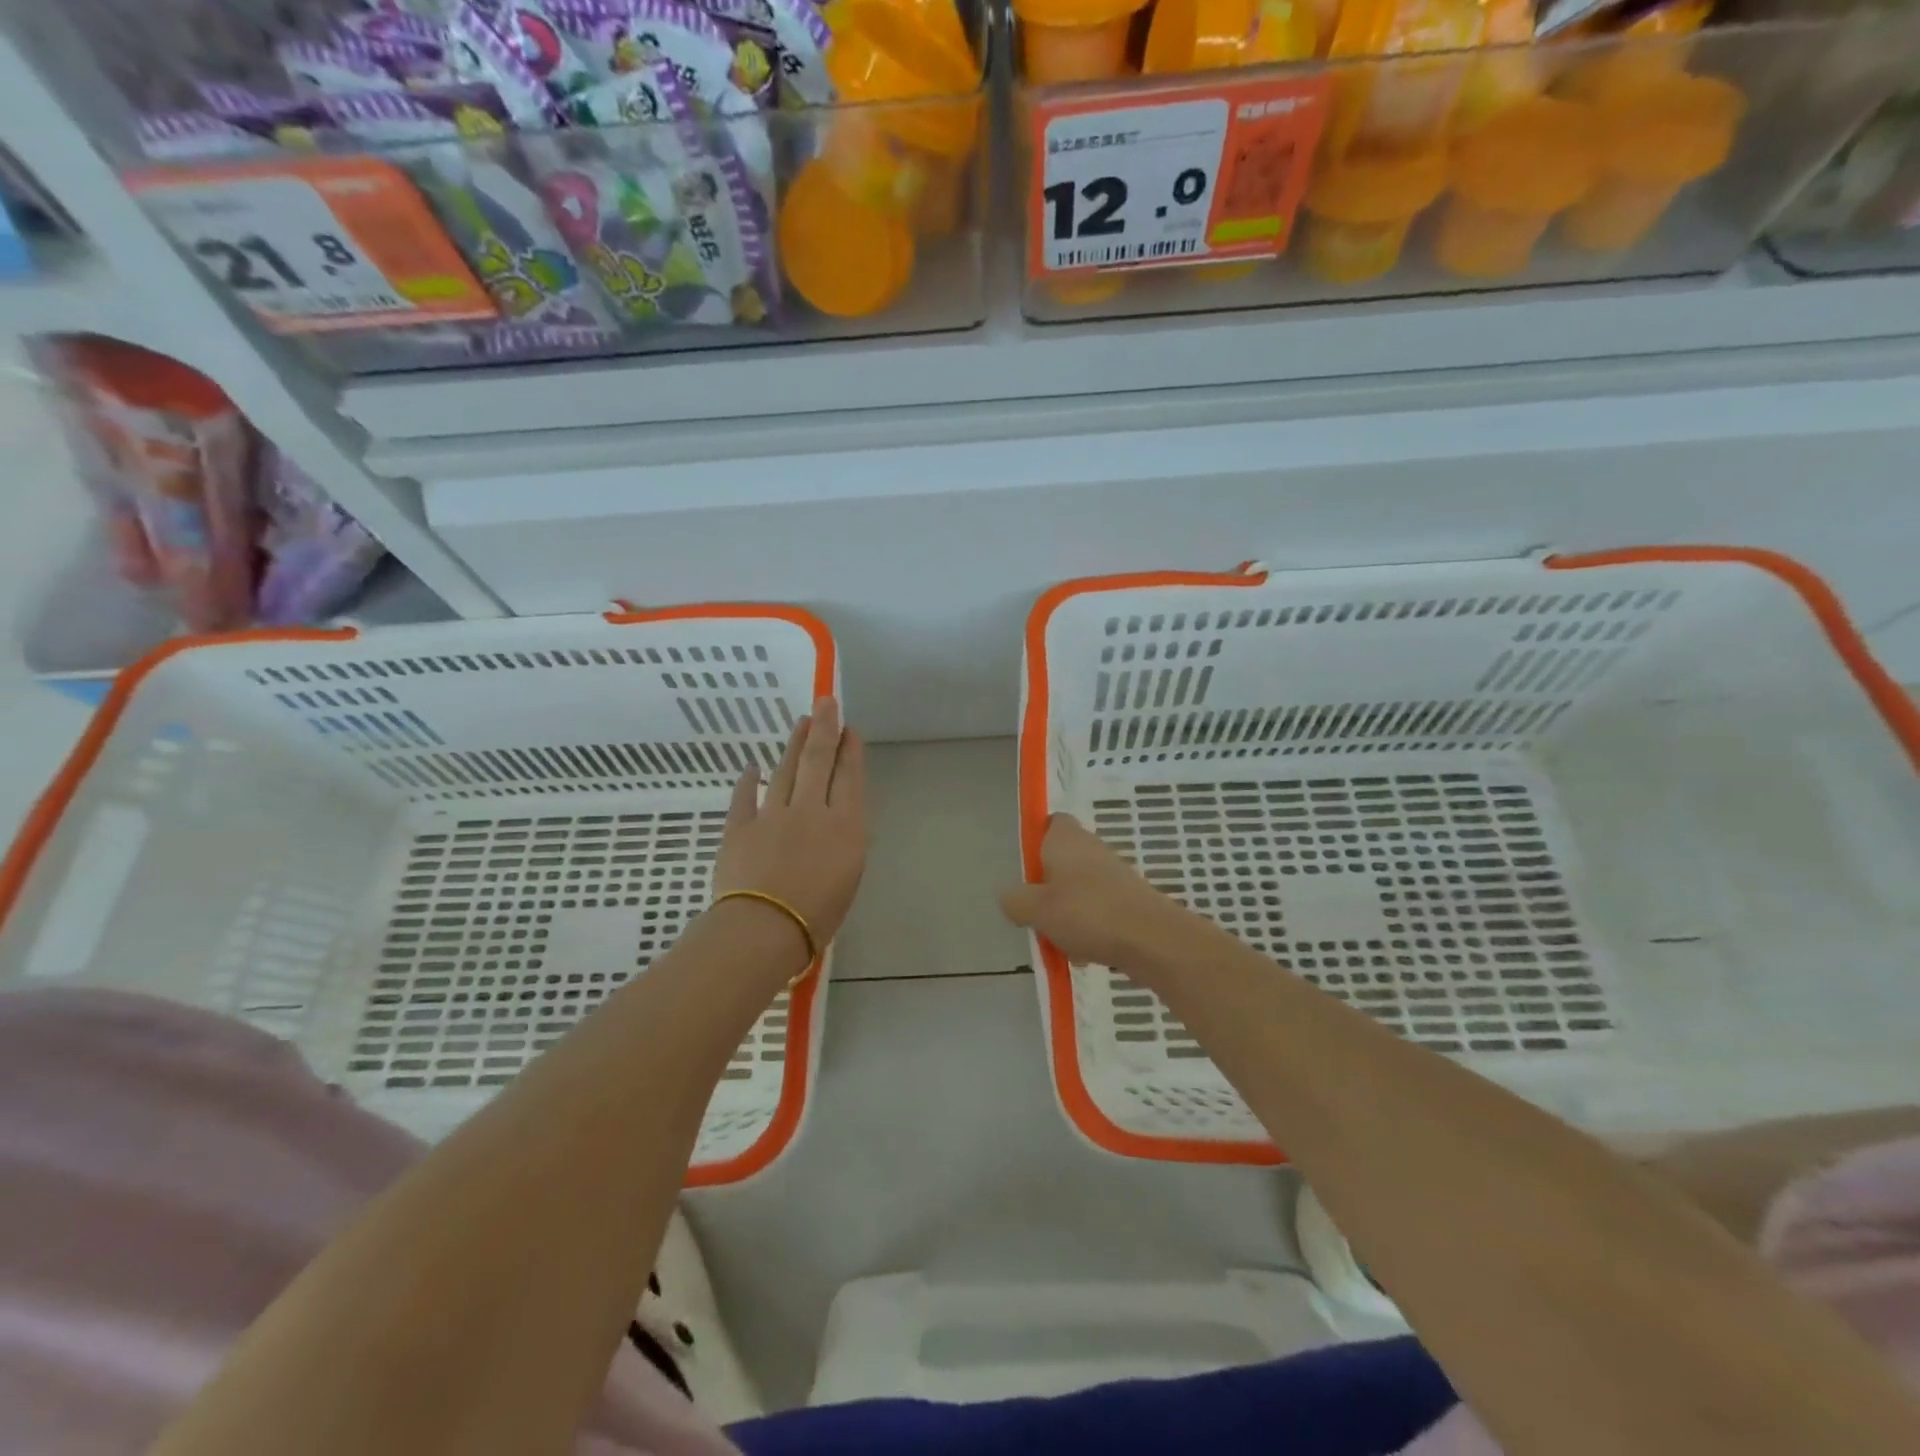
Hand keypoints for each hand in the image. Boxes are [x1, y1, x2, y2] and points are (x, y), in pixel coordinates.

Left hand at [712, 698, 867, 958]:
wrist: (764, 928)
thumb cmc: (818, 915)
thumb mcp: (849, 878)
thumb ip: (844, 842)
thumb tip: (836, 823)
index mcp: (845, 826)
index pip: (849, 778)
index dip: (850, 751)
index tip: (849, 729)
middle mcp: (811, 811)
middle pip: (818, 761)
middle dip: (824, 728)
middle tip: (826, 702)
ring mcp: (773, 815)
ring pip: (784, 770)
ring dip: (793, 745)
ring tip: (800, 723)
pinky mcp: (740, 827)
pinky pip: (745, 797)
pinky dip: (748, 781)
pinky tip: (752, 767)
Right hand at [1001, 813, 1192, 975]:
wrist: (1151, 939)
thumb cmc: (1086, 912)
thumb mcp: (1035, 909)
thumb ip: (1015, 901)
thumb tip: (1011, 898)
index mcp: (1066, 838)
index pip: (1050, 823)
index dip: (1036, 841)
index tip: (1026, 869)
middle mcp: (1092, 848)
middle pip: (1062, 861)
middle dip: (1047, 888)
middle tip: (1035, 913)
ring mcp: (1114, 874)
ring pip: (1079, 890)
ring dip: (1067, 912)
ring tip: (1060, 943)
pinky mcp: (1129, 900)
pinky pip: (1099, 910)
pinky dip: (1089, 928)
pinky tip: (1085, 954)